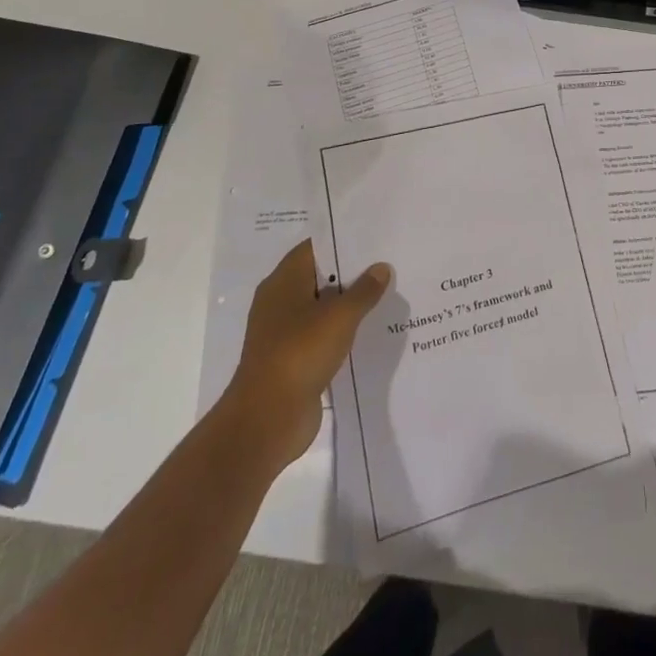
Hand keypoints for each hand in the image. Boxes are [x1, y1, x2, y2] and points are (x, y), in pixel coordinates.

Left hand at [222, 240, 391, 466]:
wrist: (267, 419)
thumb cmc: (300, 353)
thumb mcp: (340, 316)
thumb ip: (364, 290)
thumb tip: (381, 268)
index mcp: (283, 282)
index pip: (314, 247)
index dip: (342, 240)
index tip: (374, 236)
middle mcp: (280, 302)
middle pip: (319, 276)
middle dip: (351, 271)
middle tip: (388, 261)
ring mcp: (285, 333)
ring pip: (322, 308)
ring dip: (348, 303)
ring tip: (386, 293)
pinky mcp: (293, 360)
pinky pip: (322, 335)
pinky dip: (342, 331)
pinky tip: (370, 330)